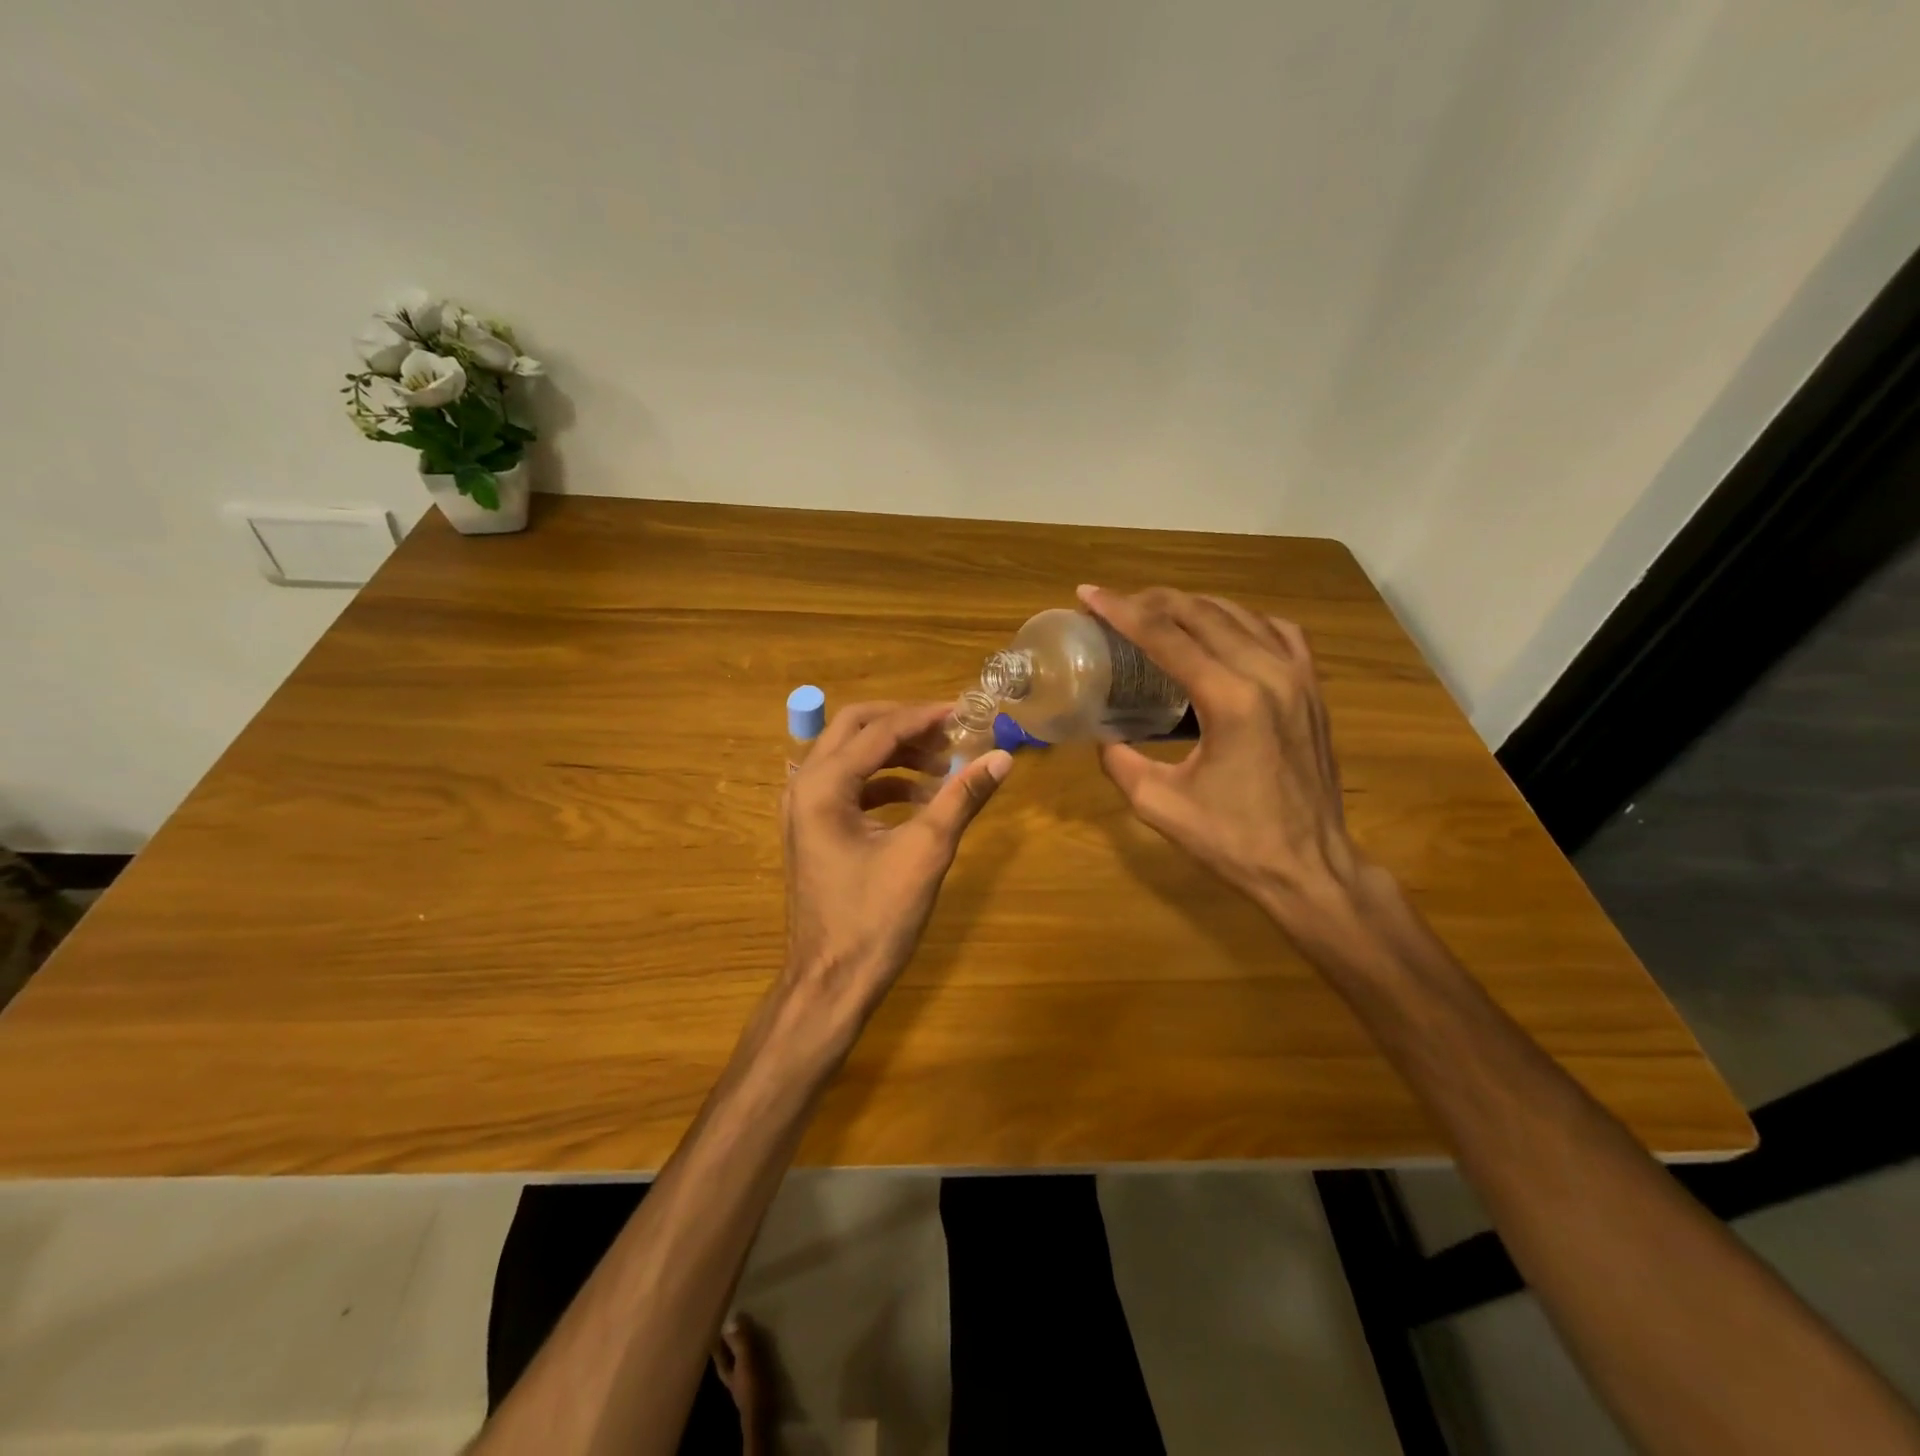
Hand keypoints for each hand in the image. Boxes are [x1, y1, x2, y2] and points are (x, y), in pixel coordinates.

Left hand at [782, 701, 1011, 1026]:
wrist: (831, 982)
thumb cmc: (875, 919)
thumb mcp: (925, 853)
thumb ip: (961, 798)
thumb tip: (1003, 758)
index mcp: (823, 786)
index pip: (879, 730)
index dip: (925, 717)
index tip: (966, 713)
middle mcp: (804, 786)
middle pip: (854, 728)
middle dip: (904, 724)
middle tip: (949, 732)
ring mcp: (803, 809)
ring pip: (850, 756)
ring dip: (896, 754)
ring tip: (944, 767)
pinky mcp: (813, 829)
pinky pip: (849, 787)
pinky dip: (884, 783)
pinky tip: (921, 800)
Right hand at [1078, 585, 1362, 936]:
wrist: (1310, 869)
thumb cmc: (1234, 842)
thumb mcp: (1159, 805)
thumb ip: (1121, 762)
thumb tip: (1102, 736)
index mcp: (1230, 701)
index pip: (1165, 637)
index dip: (1121, 611)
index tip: (1088, 594)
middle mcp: (1268, 675)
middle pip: (1202, 613)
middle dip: (1152, 601)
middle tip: (1116, 604)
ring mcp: (1299, 678)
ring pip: (1241, 615)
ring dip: (1194, 606)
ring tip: (1159, 611)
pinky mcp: (1314, 690)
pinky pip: (1279, 632)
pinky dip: (1243, 621)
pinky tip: (1224, 630)